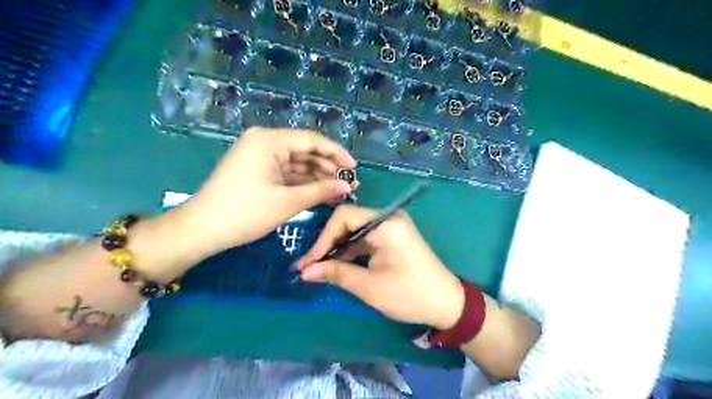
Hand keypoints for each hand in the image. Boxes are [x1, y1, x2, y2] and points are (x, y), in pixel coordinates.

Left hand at [179, 128, 353, 255]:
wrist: (202, 229)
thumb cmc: (245, 212)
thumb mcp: (288, 201)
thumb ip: (321, 190)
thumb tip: (348, 187)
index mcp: (269, 140)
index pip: (312, 140)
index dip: (337, 153)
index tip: (354, 169)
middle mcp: (264, 141)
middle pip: (305, 150)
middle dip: (328, 168)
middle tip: (348, 185)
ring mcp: (259, 155)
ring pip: (297, 162)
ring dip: (317, 176)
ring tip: (338, 191)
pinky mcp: (257, 169)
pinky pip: (286, 171)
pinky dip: (302, 182)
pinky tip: (320, 192)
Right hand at [294, 204, 464, 327]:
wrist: (447, 304)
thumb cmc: (409, 294)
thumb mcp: (369, 286)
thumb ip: (336, 274)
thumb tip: (306, 271)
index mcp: (385, 223)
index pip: (344, 216)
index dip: (323, 238)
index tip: (309, 262)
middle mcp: (388, 218)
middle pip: (349, 222)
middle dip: (328, 244)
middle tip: (309, 266)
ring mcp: (392, 228)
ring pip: (355, 232)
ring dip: (338, 249)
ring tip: (318, 269)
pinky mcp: (393, 238)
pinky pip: (366, 239)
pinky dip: (351, 252)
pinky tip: (337, 266)